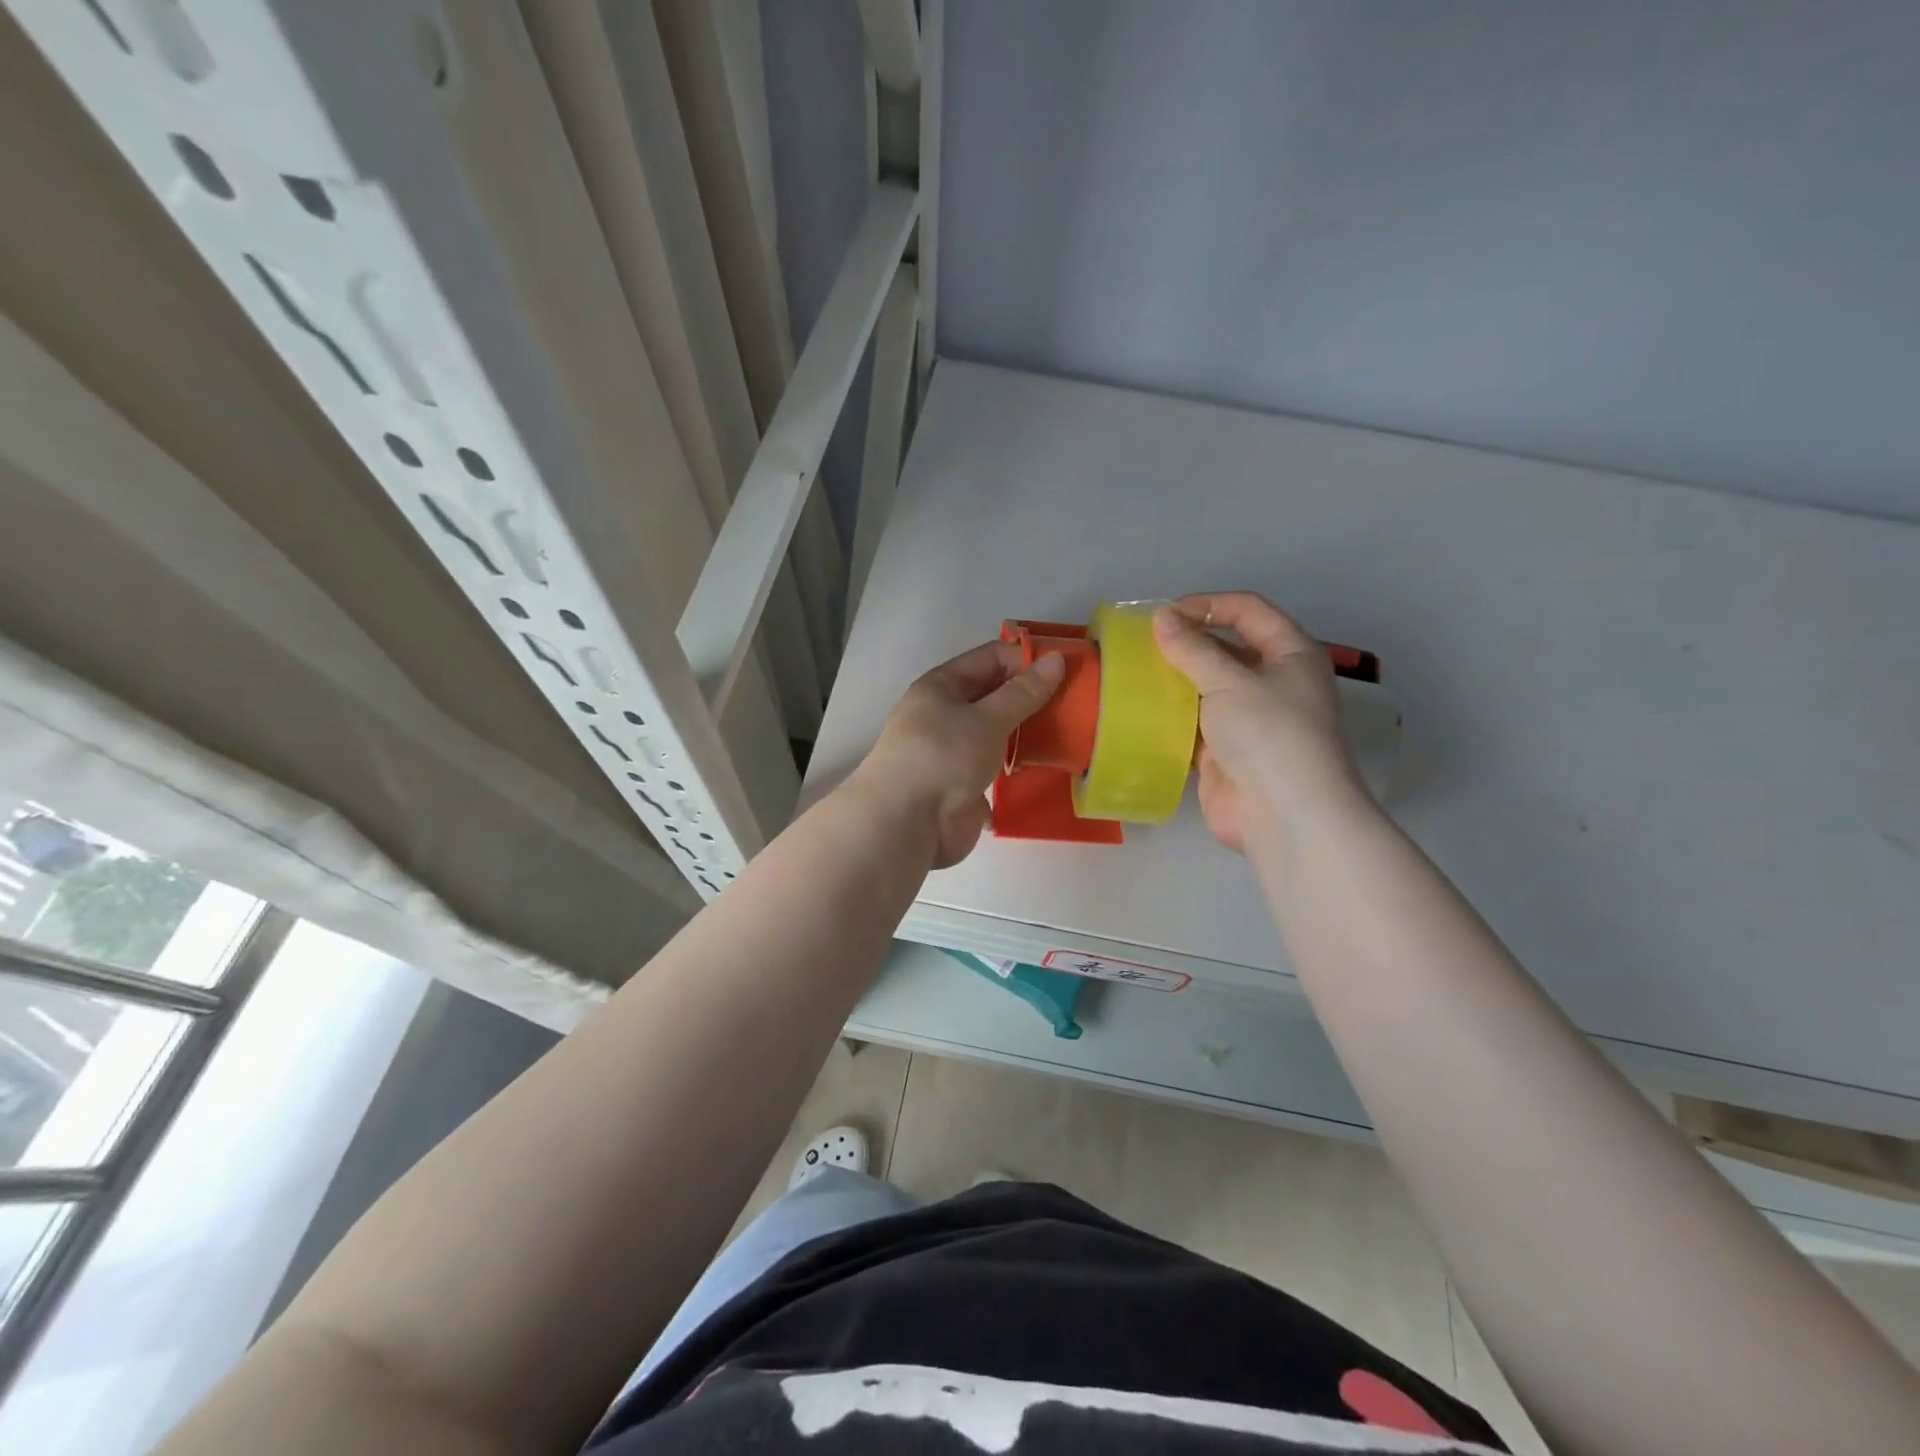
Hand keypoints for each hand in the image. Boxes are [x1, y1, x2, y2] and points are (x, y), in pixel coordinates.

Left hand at [847, 640, 1063, 867]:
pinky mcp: (963, 784)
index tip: (1067, 673)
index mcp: (942, 686)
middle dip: (1032, 698)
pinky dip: (1017, 766)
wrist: (906, 824)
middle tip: (1076, 704)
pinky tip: (1046, 767)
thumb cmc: (944, 756)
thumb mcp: (987, 718)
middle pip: (995, 695)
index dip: (1027, 660)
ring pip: (997, 732)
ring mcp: (954, 751)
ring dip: (1027, 733)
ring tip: (1069, 734)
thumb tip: (1057, 660)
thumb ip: (1024, 692)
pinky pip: (996, 766)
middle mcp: (946, 714)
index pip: (992, 658)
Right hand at [1151, 593, 1367, 852]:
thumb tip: (1161, 618)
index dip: (1207, 605)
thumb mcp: (1230, 681)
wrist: (1284, 816)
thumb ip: (1192, 649)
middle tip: (1140, 643)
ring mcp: (1249, 720)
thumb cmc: (1269, 734)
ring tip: (1132, 672)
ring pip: (1206, 688)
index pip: (1248, 611)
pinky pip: (1194, 724)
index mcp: (1290, 654)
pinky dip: (1170, 716)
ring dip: (1174, 681)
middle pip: (1225, 648)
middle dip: (1186, 643)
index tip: (1163, 614)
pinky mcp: (1225, 752)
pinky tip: (1139, 710)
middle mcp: (1273, 682)